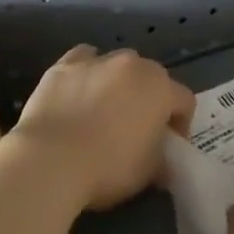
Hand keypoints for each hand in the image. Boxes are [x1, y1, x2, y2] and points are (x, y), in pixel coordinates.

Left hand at [10, 44, 194, 210]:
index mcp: (159, 88)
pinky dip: (87, 73)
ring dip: (118, 85)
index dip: (181, 124)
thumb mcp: (146, 174)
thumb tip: (163, 161)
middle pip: (151, 78)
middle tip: (136, 131)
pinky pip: (85, 60)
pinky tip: (79, 93)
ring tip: (103, 114)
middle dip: (149, 101)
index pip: (184, 100)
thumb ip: (161, 160)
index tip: (169, 147)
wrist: (50, 160)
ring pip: (118, 66)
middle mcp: (133, 64)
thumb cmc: (106, 168)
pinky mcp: (66, 63)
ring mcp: (99, 59)